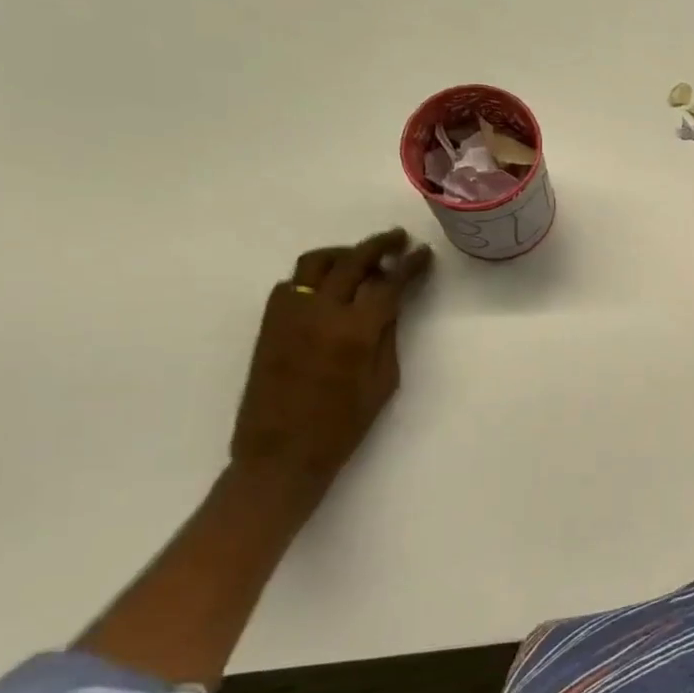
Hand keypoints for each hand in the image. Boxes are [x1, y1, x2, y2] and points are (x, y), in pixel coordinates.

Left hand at [230, 229, 434, 492]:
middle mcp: (320, 312)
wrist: (281, 453)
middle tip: (398, 239)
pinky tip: (329, 287)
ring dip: (343, 253)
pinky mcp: (270, 322)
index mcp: (355, 331)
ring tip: (362, 257)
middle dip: (379, 246)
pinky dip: (315, 275)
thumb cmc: (343, 426)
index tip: (423, 253)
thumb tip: (390, 304)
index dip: (410, 266)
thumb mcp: (383, 382)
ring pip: (316, 263)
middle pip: (352, 261)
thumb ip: (387, 336)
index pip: (388, 283)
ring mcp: (289, 313)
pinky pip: (293, 283)